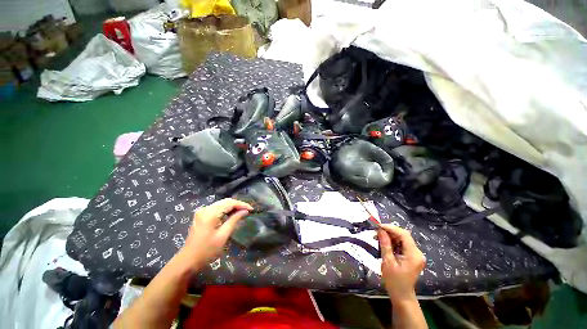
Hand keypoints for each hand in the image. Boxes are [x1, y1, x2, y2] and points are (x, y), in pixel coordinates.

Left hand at [179, 198, 252, 270]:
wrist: (188, 261)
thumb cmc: (207, 250)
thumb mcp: (223, 235)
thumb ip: (234, 220)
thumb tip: (245, 211)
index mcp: (210, 213)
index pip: (230, 203)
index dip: (242, 204)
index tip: (252, 209)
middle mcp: (205, 209)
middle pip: (225, 201)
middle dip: (238, 205)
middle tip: (248, 210)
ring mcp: (202, 212)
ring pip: (221, 204)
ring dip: (232, 207)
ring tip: (243, 212)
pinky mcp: (201, 216)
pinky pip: (217, 209)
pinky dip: (226, 210)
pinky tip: (232, 214)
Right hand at [378, 224, 424, 302]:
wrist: (402, 295)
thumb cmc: (394, 280)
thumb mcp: (387, 261)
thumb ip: (385, 244)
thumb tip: (380, 230)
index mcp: (413, 254)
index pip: (404, 234)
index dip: (391, 228)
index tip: (378, 226)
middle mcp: (417, 253)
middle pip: (404, 236)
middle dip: (389, 232)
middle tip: (376, 233)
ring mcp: (416, 255)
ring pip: (402, 239)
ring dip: (390, 237)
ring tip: (378, 239)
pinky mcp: (413, 256)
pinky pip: (402, 244)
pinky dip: (393, 242)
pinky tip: (385, 244)